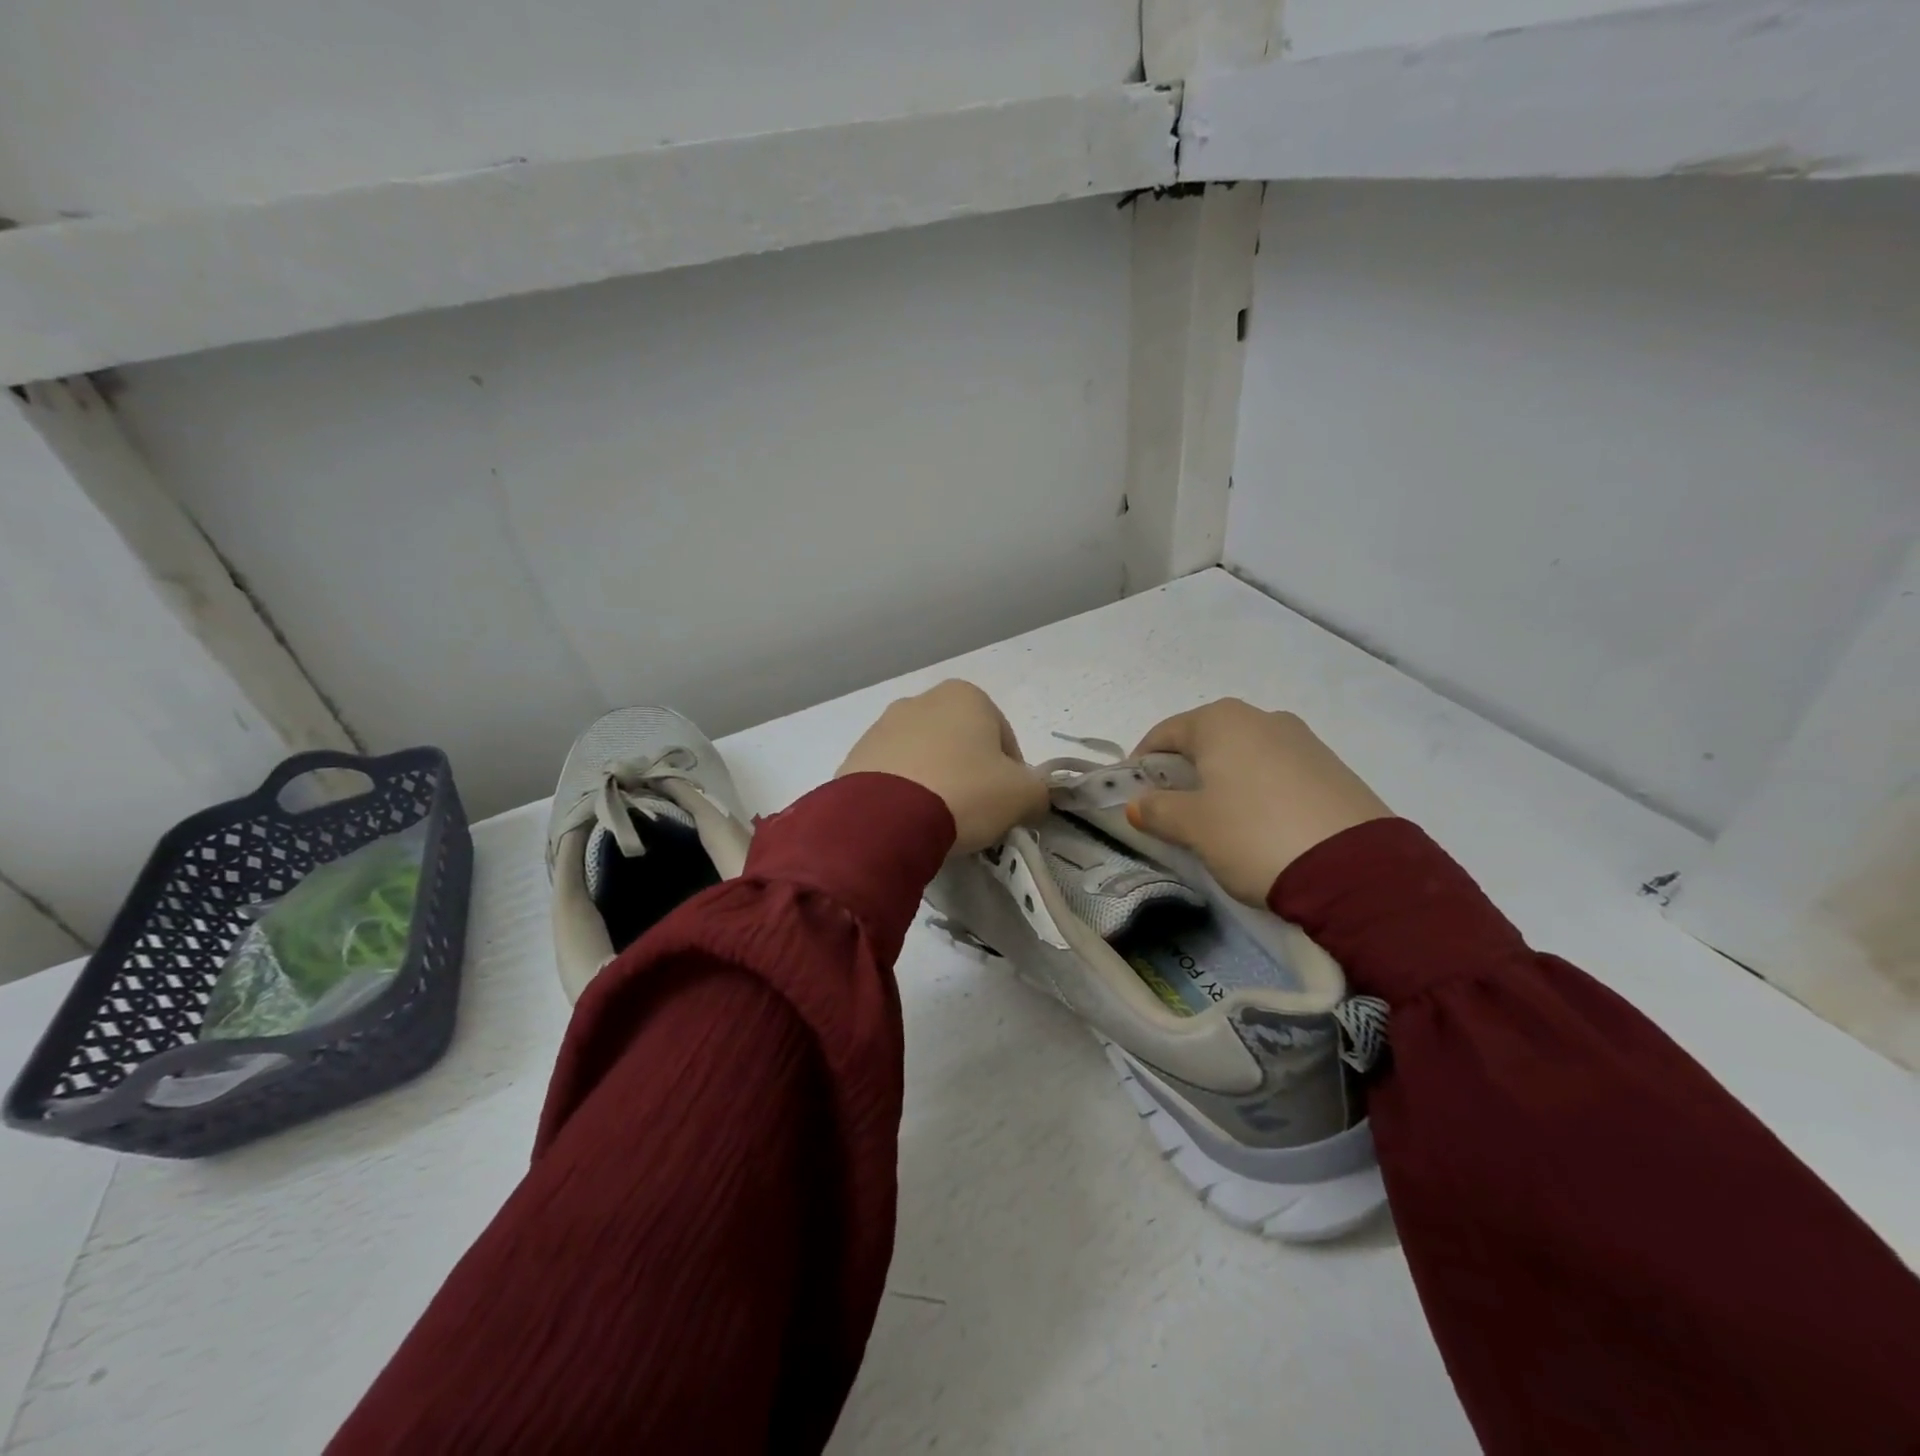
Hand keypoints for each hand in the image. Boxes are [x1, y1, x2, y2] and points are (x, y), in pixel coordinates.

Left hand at [838, 680, 1048, 852]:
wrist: (884, 818)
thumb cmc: (965, 792)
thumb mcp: (1023, 796)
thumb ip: (1039, 792)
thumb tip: (1032, 799)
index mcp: (966, 696)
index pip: (1003, 737)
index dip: (1012, 774)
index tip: (1006, 805)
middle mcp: (921, 701)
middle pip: (960, 744)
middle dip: (970, 774)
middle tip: (974, 814)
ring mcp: (882, 727)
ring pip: (924, 758)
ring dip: (935, 783)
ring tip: (937, 822)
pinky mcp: (855, 757)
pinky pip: (891, 777)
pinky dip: (903, 794)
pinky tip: (907, 822)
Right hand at [1125, 699, 1391, 903]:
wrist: (1354, 869)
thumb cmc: (1253, 833)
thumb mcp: (1193, 827)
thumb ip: (1158, 810)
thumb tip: (1137, 805)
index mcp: (1221, 721)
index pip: (1164, 733)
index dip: (1141, 762)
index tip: (1131, 793)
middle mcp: (1262, 717)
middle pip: (1206, 740)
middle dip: (1183, 771)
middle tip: (1171, 808)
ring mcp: (1303, 740)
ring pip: (1244, 755)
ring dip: (1222, 780)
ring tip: (1217, 820)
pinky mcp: (1332, 768)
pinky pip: (1277, 771)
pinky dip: (1257, 789)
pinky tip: (1259, 823)